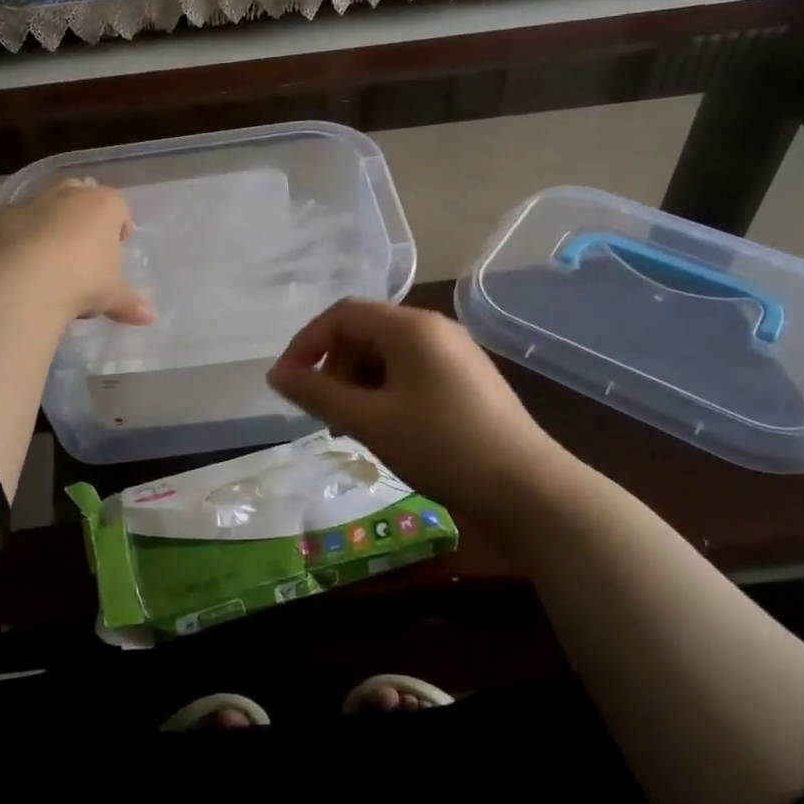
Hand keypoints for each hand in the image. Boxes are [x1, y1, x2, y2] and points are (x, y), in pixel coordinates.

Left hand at [0, 179, 155, 326]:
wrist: (21, 284)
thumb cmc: (81, 283)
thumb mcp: (112, 296)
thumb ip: (130, 303)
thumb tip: (150, 317)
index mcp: (103, 206)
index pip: (119, 207)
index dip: (120, 225)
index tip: (118, 246)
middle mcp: (68, 195)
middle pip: (81, 192)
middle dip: (84, 214)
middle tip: (84, 245)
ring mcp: (30, 203)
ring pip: (45, 204)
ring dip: (49, 222)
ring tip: (50, 256)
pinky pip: (13, 224)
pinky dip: (17, 237)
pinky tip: (17, 263)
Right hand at [267, 300, 579, 532]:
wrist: (527, 489)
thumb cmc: (442, 447)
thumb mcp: (370, 421)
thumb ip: (317, 394)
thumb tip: (275, 374)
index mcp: (411, 327)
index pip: (343, 314)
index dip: (307, 343)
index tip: (287, 382)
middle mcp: (434, 329)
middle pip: (365, 332)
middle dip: (334, 367)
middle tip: (325, 414)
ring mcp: (455, 353)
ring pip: (388, 355)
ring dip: (358, 383)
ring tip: (353, 427)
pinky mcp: (467, 380)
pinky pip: (411, 372)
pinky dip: (385, 392)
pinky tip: (387, 428)